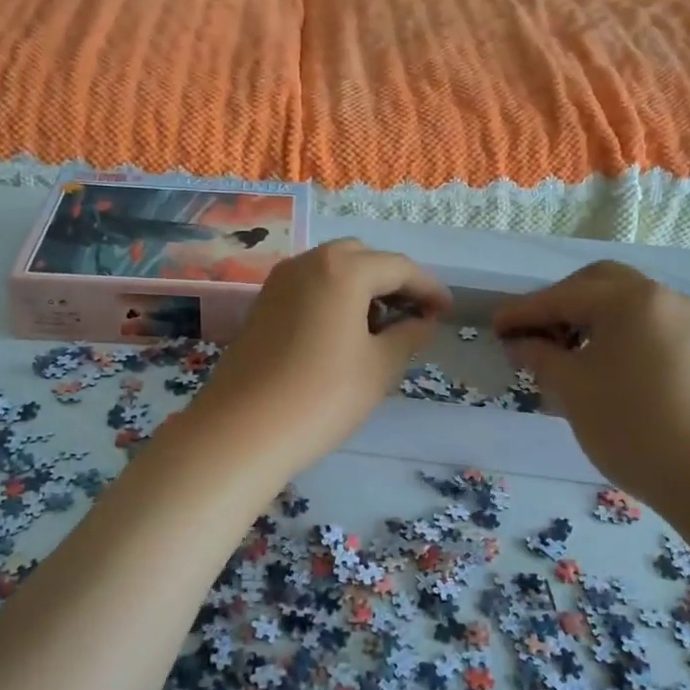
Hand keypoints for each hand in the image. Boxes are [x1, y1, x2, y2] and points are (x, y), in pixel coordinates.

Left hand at [184, 240, 449, 476]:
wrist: (243, 430)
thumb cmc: (323, 396)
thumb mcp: (379, 367)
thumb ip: (408, 335)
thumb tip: (421, 321)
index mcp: (343, 268)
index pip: (398, 267)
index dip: (428, 288)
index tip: (447, 311)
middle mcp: (308, 262)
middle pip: (362, 258)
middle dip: (392, 282)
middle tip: (413, 316)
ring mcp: (279, 282)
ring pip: (332, 271)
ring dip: (361, 289)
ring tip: (380, 328)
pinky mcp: (262, 305)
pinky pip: (309, 288)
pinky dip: (333, 298)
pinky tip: (342, 334)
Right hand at [493, 262, 689, 506]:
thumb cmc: (632, 426)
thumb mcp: (572, 389)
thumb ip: (540, 356)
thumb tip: (520, 343)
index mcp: (629, 299)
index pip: (562, 296)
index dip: (523, 312)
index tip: (495, 326)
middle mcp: (662, 298)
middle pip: (599, 283)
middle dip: (560, 302)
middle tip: (533, 333)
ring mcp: (687, 322)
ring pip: (625, 303)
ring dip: (588, 317)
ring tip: (562, 353)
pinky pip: (646, 325)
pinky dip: (615, 333)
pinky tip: (599, 365)